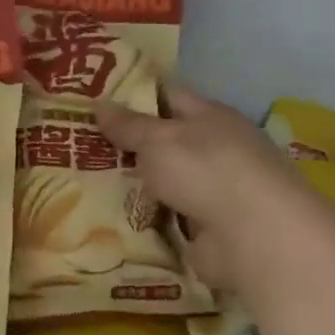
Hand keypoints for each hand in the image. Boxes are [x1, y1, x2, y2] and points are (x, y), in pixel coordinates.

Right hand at [95, 82, 334, 307]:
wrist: (255, 237)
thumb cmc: (207, 171)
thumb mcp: (159, 140)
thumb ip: (129, 125)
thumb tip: (100, 103)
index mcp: (210, 117)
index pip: (167, 96)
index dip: (132, 96)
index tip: (93, 100)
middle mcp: (215, 151)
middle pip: (164, 143)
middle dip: (126, 146)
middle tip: (79, 147)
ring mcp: (213, 192)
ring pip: (163, 183)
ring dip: (133, 187)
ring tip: (83, 186)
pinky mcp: (208, 231)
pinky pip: (166, 220)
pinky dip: (144, 221)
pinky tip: (110, 222)